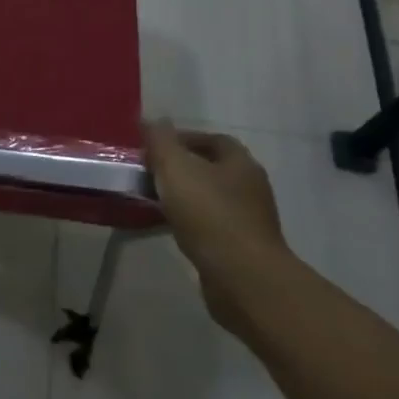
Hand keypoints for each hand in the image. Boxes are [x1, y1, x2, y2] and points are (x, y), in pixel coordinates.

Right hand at [143, 122, 287, 320]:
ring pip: (209, 198)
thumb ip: (160, 141)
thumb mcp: (175, 168)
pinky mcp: (242, 247)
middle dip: (180, 168)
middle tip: (148, 172)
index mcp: (240, 162)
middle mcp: (250, 186)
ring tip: (153, 200)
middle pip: (211, 168)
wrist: (242, 277)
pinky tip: (169, 227)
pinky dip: (190, 222)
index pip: (212, 139)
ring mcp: (249, 219)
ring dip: (183, 196)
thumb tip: (152, 120)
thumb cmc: (209, 214)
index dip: (182, 138)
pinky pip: (210, 225)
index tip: (153, 147)